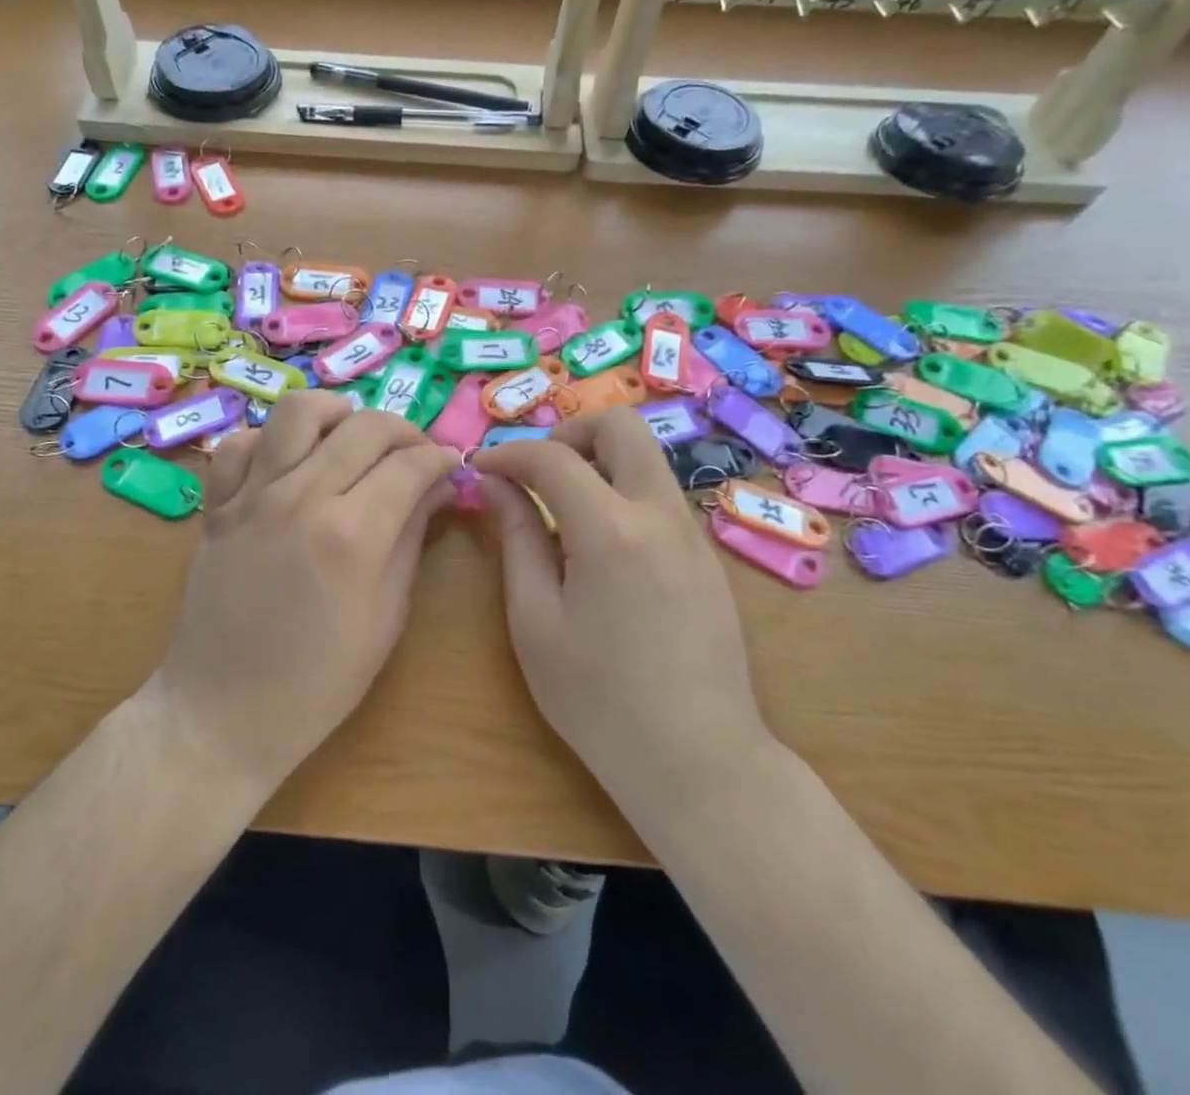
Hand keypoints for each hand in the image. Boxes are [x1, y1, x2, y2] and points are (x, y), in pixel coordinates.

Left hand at [144, 391, 458, 793]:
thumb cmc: (319, 681)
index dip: (441, 458)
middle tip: (415, 455)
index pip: (410, 465)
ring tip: (351, 439)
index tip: (451, 466)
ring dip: (337, 414)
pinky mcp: (216, 505)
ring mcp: (251, 496)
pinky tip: (289, 464)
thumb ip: (412, 538)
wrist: (224, 712)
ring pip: (297, 411)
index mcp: (351, 535)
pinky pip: (240, 443)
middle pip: (364, 426)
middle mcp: (301, 499)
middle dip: (404, 431)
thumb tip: (439, 486)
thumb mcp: (386, 616)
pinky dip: (270, 440)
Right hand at [475, 408, 773, 813]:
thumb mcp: (536, 621)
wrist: (699, 762)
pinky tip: (599, 544)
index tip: (481, 468)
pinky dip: (622, 491)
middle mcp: (661, 514)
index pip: (553, 457)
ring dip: (598, 460)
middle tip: (535, 470)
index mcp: (611, 529)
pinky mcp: (708, 557)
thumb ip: (516, 538)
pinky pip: (660, 496)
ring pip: (645, 458)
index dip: (509, 453)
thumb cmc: (599, 699)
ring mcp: (693, 534)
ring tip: (560, 506)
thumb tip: (496, 484)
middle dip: (570, 431)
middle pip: (622, 426)